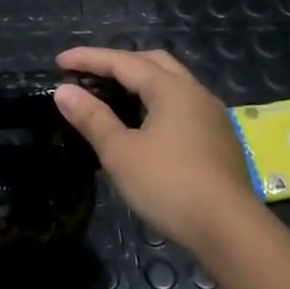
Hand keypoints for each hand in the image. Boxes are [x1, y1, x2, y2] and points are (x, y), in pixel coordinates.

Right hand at [53, 47, 261, 254]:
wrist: (230, 230)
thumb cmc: (169, 184)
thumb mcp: (120, 152)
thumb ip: (92, 118)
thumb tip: (64, 91)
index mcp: (170, 88)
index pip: (122, 61)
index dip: (88, 58)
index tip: (59, 61)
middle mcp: (194, 92)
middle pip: (153, 62)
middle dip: (118, 62)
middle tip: (89, 74)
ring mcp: (211, 115)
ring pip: (171, 83)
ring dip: (140, 81)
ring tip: (113, 95)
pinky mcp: (218, 138)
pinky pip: (181, 104)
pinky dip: (155, 101)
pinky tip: (144, 123)